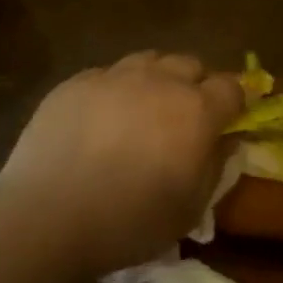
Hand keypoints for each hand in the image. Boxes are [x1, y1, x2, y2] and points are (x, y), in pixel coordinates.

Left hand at [0, 52, 244, 279]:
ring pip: (148, 61)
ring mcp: (114, 76)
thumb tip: (227, 141)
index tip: (229, 119)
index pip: (231, 87)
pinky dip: (115, 89)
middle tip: (184, 117)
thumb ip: (215, 167)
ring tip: (143, 110)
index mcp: (195, 111)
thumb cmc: (130, 221)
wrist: (48, 216)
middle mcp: (159, 81)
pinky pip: (108, 74)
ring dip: (156, 79)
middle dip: (195, 85)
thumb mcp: (190, 209)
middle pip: (190, 64)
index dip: (234, 102)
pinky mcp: (76, 82)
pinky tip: (101, 118)